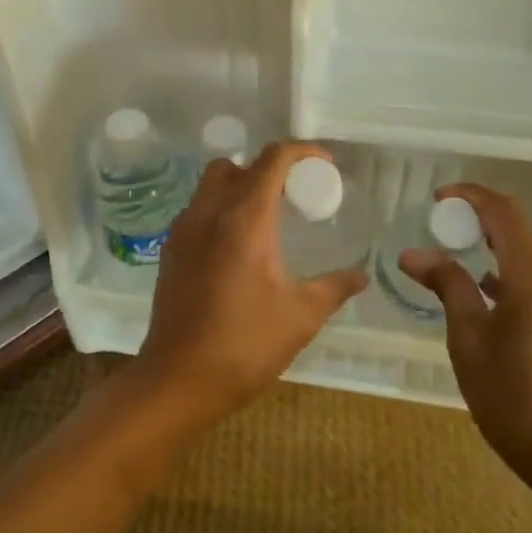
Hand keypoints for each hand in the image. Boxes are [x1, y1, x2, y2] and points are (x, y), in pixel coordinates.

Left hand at [131, 140, 368, 430]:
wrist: (178, 380)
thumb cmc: (245, 345)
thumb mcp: (301, 316)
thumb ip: (335, 287)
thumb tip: (361, 275)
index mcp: (244, 219)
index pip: (273, 159)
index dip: (303, 152)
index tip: (326, 166)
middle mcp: (209, 212)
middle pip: (237, 165)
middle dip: (267, 169)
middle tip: (293, 196)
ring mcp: (183, 230)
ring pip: (211, 185)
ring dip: (240, 188)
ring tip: (266, 221)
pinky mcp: (170, 251)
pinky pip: (198, 212)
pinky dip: (220, 212)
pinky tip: (237, 249)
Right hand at [399, 182, 531, 501]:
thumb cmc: (516, 399)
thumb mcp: (469, 341)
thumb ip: (447, 287)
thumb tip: (414, 255)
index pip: (504, 212)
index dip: (470, 196)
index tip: (437, 199)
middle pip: (517, 230)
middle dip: (476, 222)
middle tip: (438, 232)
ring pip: (528, 256)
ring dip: (491, 249)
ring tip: (453, 262)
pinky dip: (508, 273)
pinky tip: (484, 295)